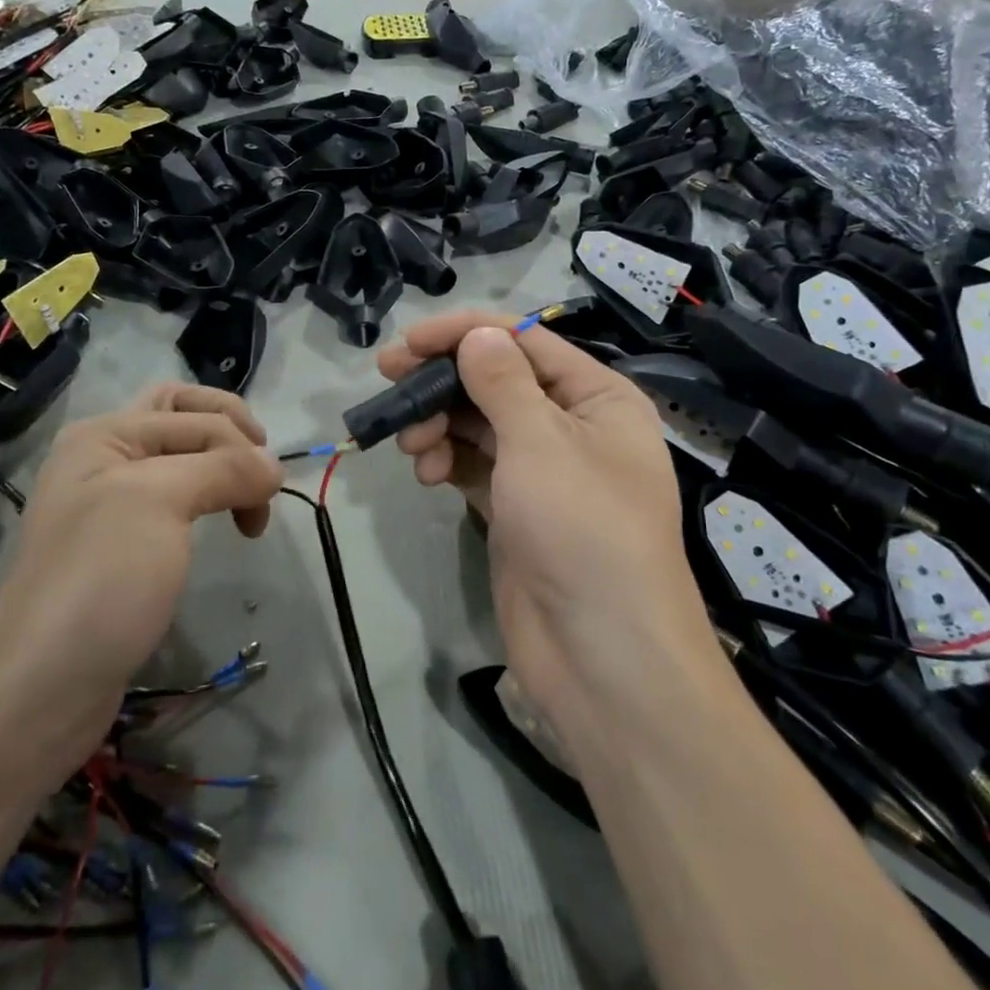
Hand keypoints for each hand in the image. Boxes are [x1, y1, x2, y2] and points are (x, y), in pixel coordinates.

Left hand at [0, 383, 282, 758]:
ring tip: (248, 506)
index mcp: (104, 435)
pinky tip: (218, 523)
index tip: (269, 494)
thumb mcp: (160, 502)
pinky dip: (206, 500)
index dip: (240, 446)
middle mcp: (104, 459)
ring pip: (182, 461)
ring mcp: (110, 505)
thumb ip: (223, 469)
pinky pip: (174, 501)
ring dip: (222, 468)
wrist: (41, 688)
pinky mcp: (122, 547)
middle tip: (261, 471)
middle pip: (182, 418)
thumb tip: (274, 468)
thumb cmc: (100, 578)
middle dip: (230, 433)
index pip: (194, 415)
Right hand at [378, 313, 707, 726]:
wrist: (602, 656)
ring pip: (480, 424)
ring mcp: (543, 470)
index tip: (409, 341)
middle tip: (387, 376)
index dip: (465, 333)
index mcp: (598, 396)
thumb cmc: (582, 529)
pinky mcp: (516, 508)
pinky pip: (475, 465)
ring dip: (440, 424)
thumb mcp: (542, 442)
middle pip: (498, 381)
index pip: (524, 342)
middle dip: (444, 379)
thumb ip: (502, 382)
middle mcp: (573, 425)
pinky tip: (426, 474)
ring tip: (412, 445)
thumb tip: (477, 334)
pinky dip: (448, 461)